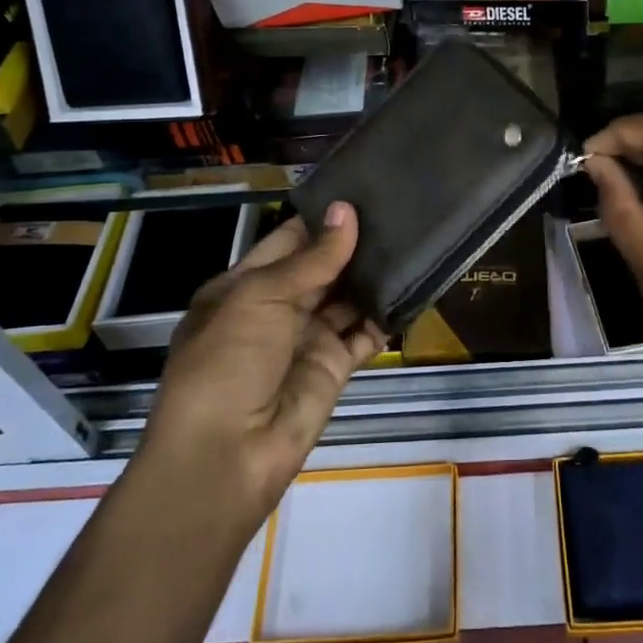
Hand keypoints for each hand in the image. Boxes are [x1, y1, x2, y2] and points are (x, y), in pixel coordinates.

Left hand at [139, 203, 387, 528]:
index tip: (364, 188)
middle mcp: (277, 308)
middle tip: (402, 207)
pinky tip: (416, 286)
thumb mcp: (261, 297)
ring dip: (375, 274)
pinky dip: (388, 314)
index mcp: (245, 285)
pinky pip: (365, 333)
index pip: (290, 240)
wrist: (226, 454)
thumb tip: (347, 211)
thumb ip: (312, 257)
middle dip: (355, 243)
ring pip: (347, 297)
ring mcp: (307, 338)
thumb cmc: (228, 361)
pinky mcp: (335, 367)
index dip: (323, 218)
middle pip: (322, 267)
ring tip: (416, 238)